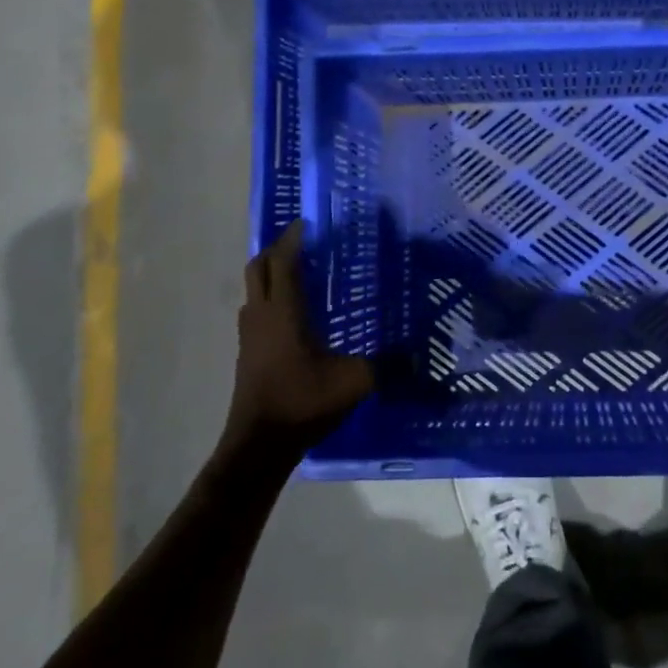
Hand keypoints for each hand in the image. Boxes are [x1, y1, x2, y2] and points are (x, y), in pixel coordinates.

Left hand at [225, 221, 373, 458]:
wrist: (259, 445)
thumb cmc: (304, 402)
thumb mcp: (354, 382)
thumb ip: (387, 364)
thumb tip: (420, 355)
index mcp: (284, 312)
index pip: (283, 261)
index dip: (293, 238)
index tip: (308, 222)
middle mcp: (261, 316)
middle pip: (258, 268)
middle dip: (277, 250)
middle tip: (303, 243)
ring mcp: (249, 336)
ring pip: (253, 291)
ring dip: (270, 275)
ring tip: (300, 274)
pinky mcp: (247, 354)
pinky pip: (255, 313)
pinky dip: (270, 300)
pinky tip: (293, 317)